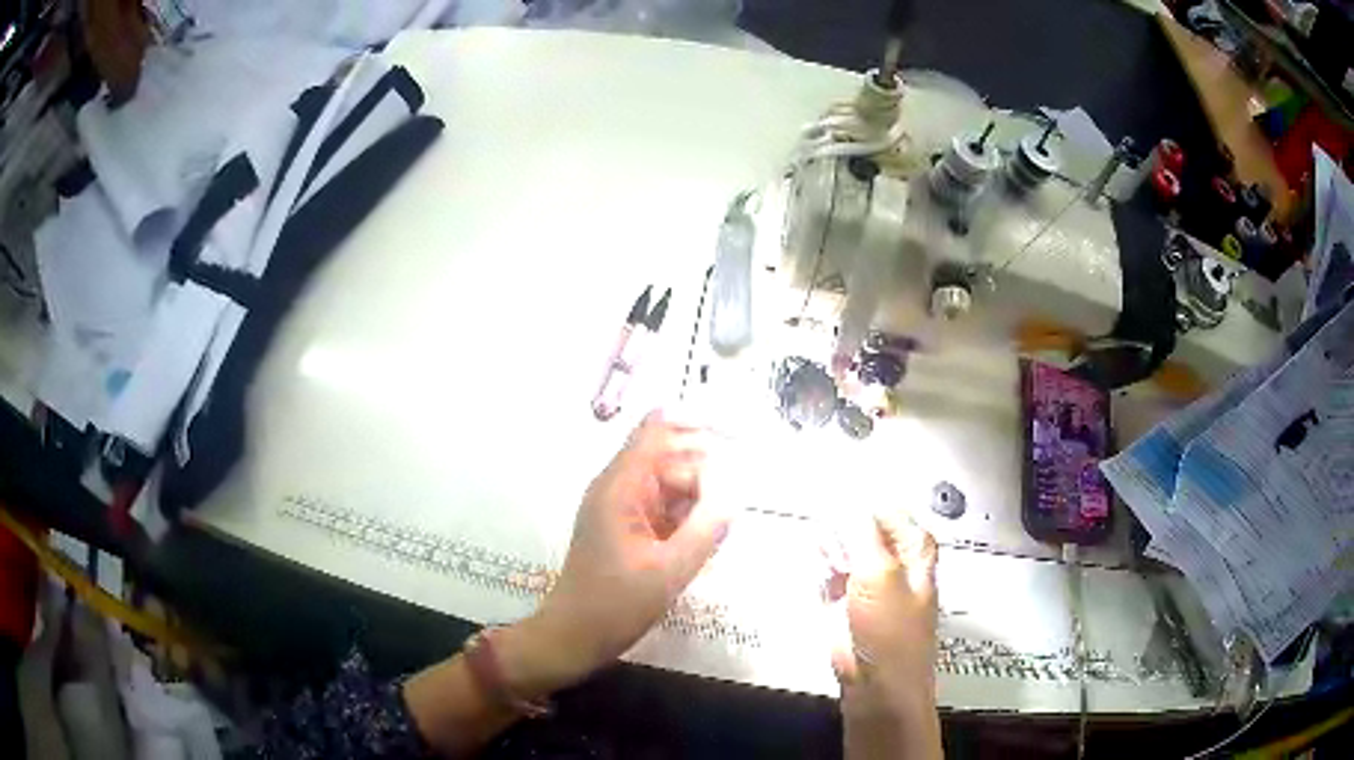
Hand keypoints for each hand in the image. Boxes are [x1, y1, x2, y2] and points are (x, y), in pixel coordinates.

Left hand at [497, 410, 731, 697]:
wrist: (574, 637)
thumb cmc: (615, 604)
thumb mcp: (669, 570)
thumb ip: (706, 529)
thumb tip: (734, 496)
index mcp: (620, 488)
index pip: (656, 433)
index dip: (693, 427)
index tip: (734, 435)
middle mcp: (618, 489)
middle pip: (668, 458)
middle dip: (703, 473)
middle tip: (733, 503)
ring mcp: (621, 510)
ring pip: (669, 485)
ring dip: (697, 497)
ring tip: (721, 524)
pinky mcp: (626, 530)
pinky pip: (663, 508)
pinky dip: (686, 516)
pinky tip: (705, 537)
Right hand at [829, 511, 941, 759]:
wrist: (877, 685)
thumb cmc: (890, 629)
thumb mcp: (879, 574)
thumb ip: (861, 533)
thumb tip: (844, 497)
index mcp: (913, 549)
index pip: (886, 509)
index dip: (859, 499)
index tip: (828, 490)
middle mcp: (892, 561)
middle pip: (861, 527)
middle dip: (839, 523)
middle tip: (820, 519)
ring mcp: (867, 583)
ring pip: (842, 549)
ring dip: (828, 546)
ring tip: (818, 547)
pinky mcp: (843, 603)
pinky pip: (827, 574)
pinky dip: (819, 569)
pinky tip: (814, 569)